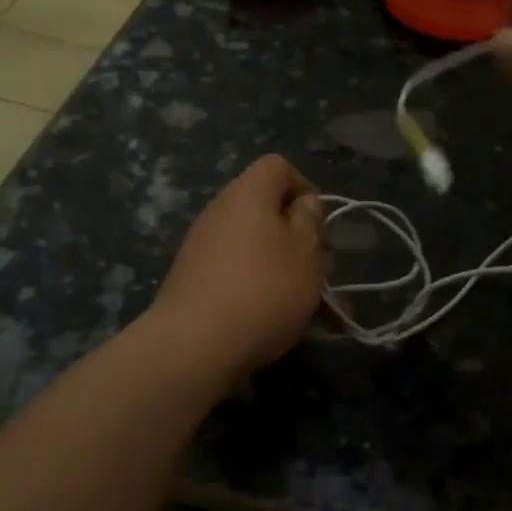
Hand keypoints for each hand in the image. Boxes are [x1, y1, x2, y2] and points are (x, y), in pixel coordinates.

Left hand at [147, 155, 327, 392]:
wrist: (195, 344)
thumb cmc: (264, 290)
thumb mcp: (306, 253)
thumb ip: (309, 222)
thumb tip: (302, 203)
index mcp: (247, 194)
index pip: (277, 166)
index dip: (304, 187)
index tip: (320, 223)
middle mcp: (218, 211)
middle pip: (263, 207)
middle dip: (295, 234)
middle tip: (317, 268)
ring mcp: (200, 246)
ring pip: (251, 242)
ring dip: (278, 263)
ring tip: (301, 300)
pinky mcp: (191, 278)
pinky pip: (233, 269)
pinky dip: (254, 284)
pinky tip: (269, 316)